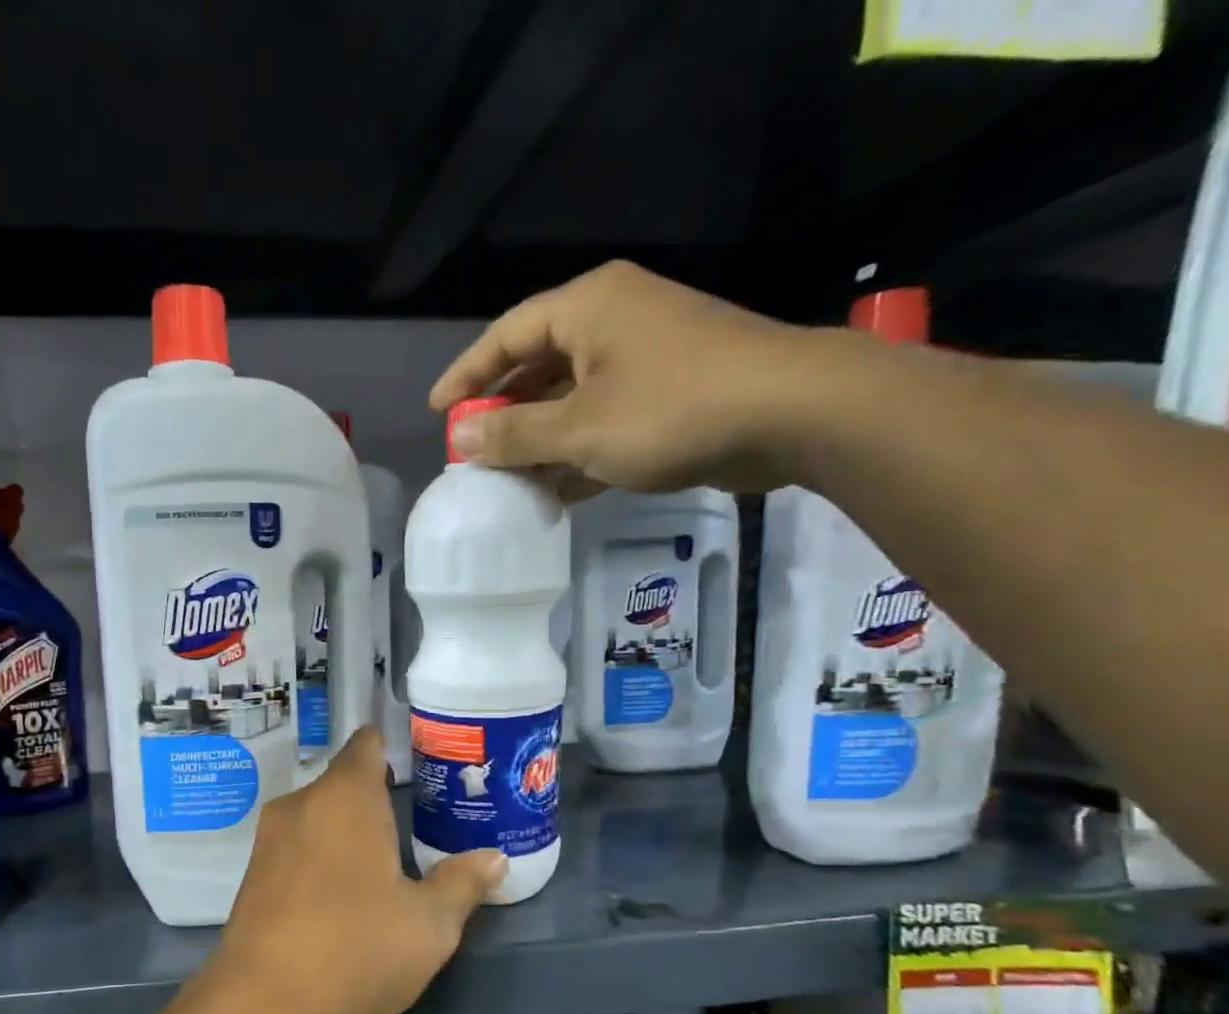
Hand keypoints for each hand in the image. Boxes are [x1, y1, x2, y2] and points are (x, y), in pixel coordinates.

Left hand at [199, 728, 505, 1013]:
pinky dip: (322, 858)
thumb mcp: (429, 923)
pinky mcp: (252, 876)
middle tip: (416, 824)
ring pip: (318, 818)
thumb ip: (462, 883)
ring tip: (385, 862)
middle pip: (343, 784)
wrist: (262, 1006)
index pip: (366, 745)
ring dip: (347, 832)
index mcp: (345, 797)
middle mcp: (301, 805)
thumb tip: (494, 859)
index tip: (421, 765)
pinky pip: (297, 849)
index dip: (392, 747)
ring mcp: (269, 840)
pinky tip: (342, 896)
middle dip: (376, 799)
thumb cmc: (357, 949)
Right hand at [427, 260, 826, 496]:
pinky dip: (578, 451)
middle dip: (504, 412)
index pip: (507, 334)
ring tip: (506, 480)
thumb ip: (514, 433)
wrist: (791, 414)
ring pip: (572, 397)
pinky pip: (604, 419)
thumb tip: (459, 435)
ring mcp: (646, 357)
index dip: (467, 374)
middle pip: (539, 365)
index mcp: (588, 308)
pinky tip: (556, 490)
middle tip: (472, 451)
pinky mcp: (670, 393)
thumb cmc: (671, 410)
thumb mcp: (579, 428)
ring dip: (539, 439)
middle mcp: (614, 321)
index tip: (436, 410)